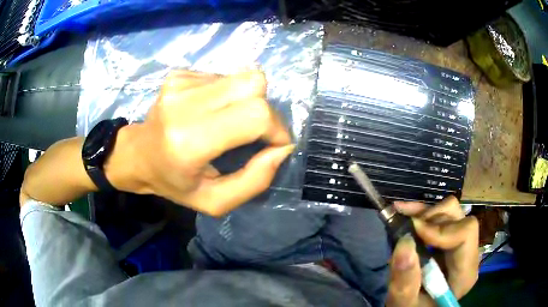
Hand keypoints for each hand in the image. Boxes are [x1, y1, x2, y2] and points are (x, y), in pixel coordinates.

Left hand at [110, 70, 292, 215]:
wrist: (137, 155)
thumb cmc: (174, 183)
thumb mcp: (215, 201)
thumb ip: (254, 181)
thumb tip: (282, 148)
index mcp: (190, 141)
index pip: (255, 115)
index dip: (276, 128)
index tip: (275, 144)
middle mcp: (183, 103)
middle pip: (254, 84)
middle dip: (266, 110)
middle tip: (255, 132)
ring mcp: (179, 83)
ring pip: (242, 77)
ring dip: (246, 101)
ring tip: (227, 121)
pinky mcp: (179, 75)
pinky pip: (223, 77)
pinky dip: (226, 95)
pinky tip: (209, 111)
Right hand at [385, 196, 478, 306]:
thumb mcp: (404, 304)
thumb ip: (405, 281)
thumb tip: (405, 242)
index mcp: (464, 273)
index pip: (466, 233)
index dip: (441, 229)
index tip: (414, 232)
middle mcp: (468, 254)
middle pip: (459, 219)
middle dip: (431, 220)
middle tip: (406, 229)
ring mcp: (461, 245)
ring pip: (451, 211)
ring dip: (426, 215)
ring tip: (404, 223)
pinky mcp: (450, 240)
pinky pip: (442, 215)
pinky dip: (423, 212)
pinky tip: (406, 212)